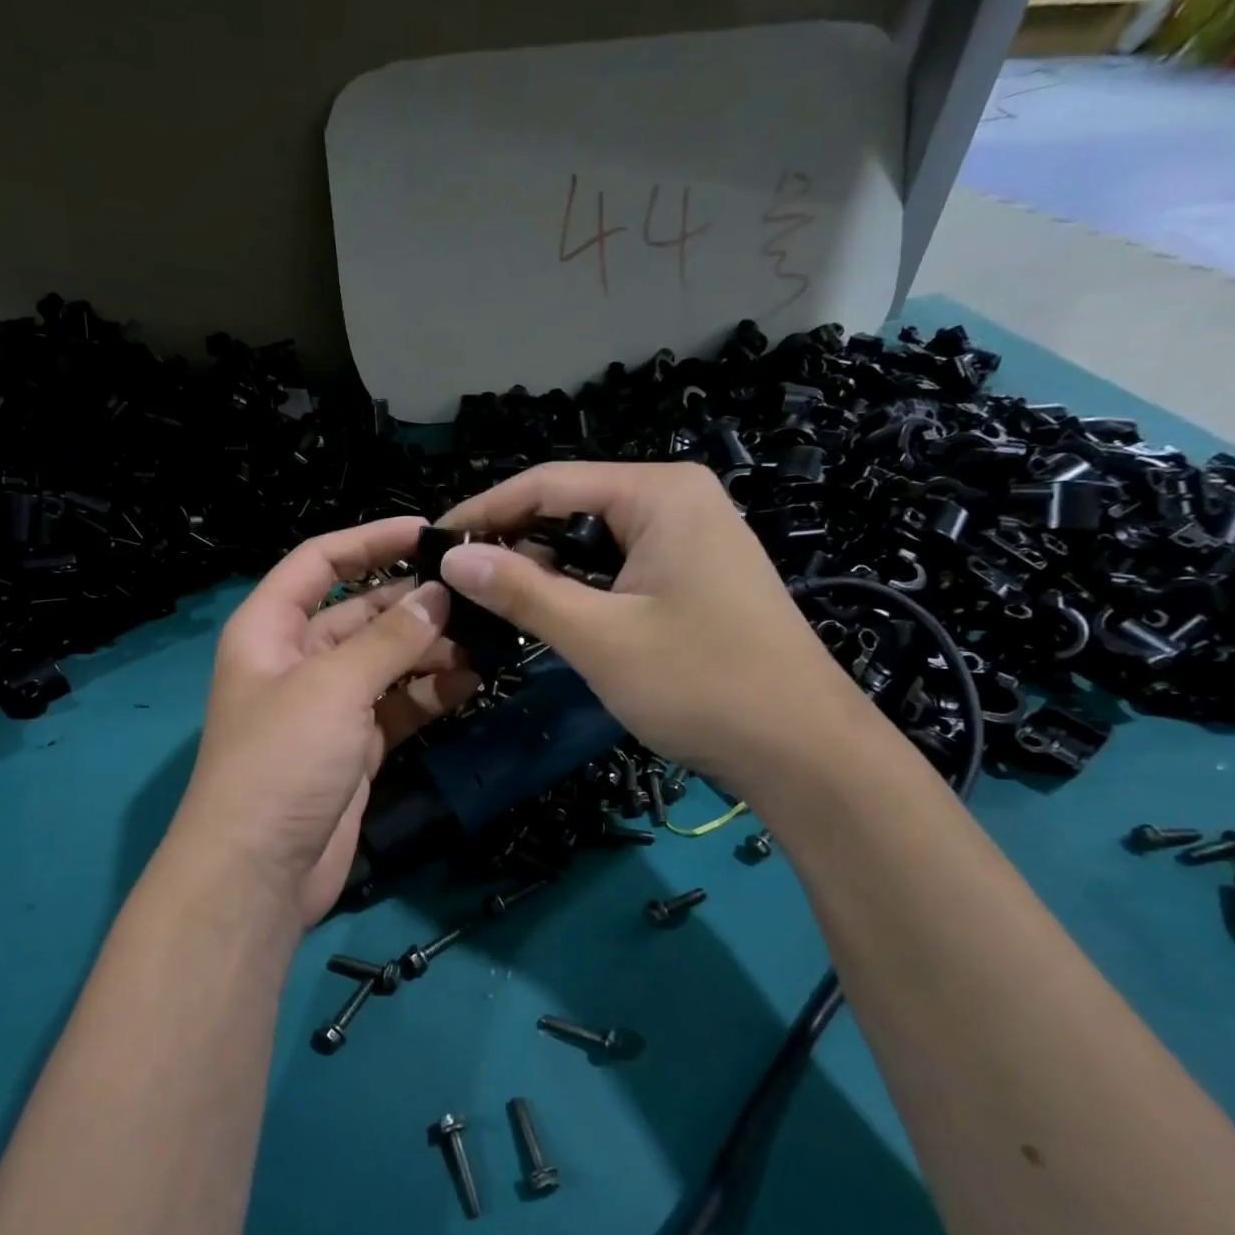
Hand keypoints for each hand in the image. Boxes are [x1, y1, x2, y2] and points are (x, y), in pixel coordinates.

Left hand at [171, 517, 478, 925]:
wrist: (258, 873)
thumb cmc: (281, 761)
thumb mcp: (333, 687)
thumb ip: (389, 638)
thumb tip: (438, 595)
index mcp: (270, 629)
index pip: (319, 562)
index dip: (369, 540)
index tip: (428, 532)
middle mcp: (297, 660)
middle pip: (361, 612)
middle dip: (414, 603)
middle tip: (476, 595)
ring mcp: (329, 706)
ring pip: (387, 660)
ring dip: (431, 649)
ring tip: (487, 639)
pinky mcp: (356, 746)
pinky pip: (399, 705)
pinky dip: (432, 693)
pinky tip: (473, 681)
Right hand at [436, 462, 867, 798]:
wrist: (803, 750)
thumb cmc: (701, 683)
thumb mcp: (598, 636)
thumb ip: (521, 590)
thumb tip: (451, 557)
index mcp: (659, 492)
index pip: (547, 483)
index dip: (484, 511)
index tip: (431, 542)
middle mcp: (676, 499)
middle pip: (569, 507)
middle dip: (512, 542)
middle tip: (456, 581)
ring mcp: (690, 537)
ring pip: (591, 540)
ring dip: (542, 568)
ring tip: (489, 600)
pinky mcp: (693, 575)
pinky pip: (618, 566)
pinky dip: (578, 587)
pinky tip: (547, 613)